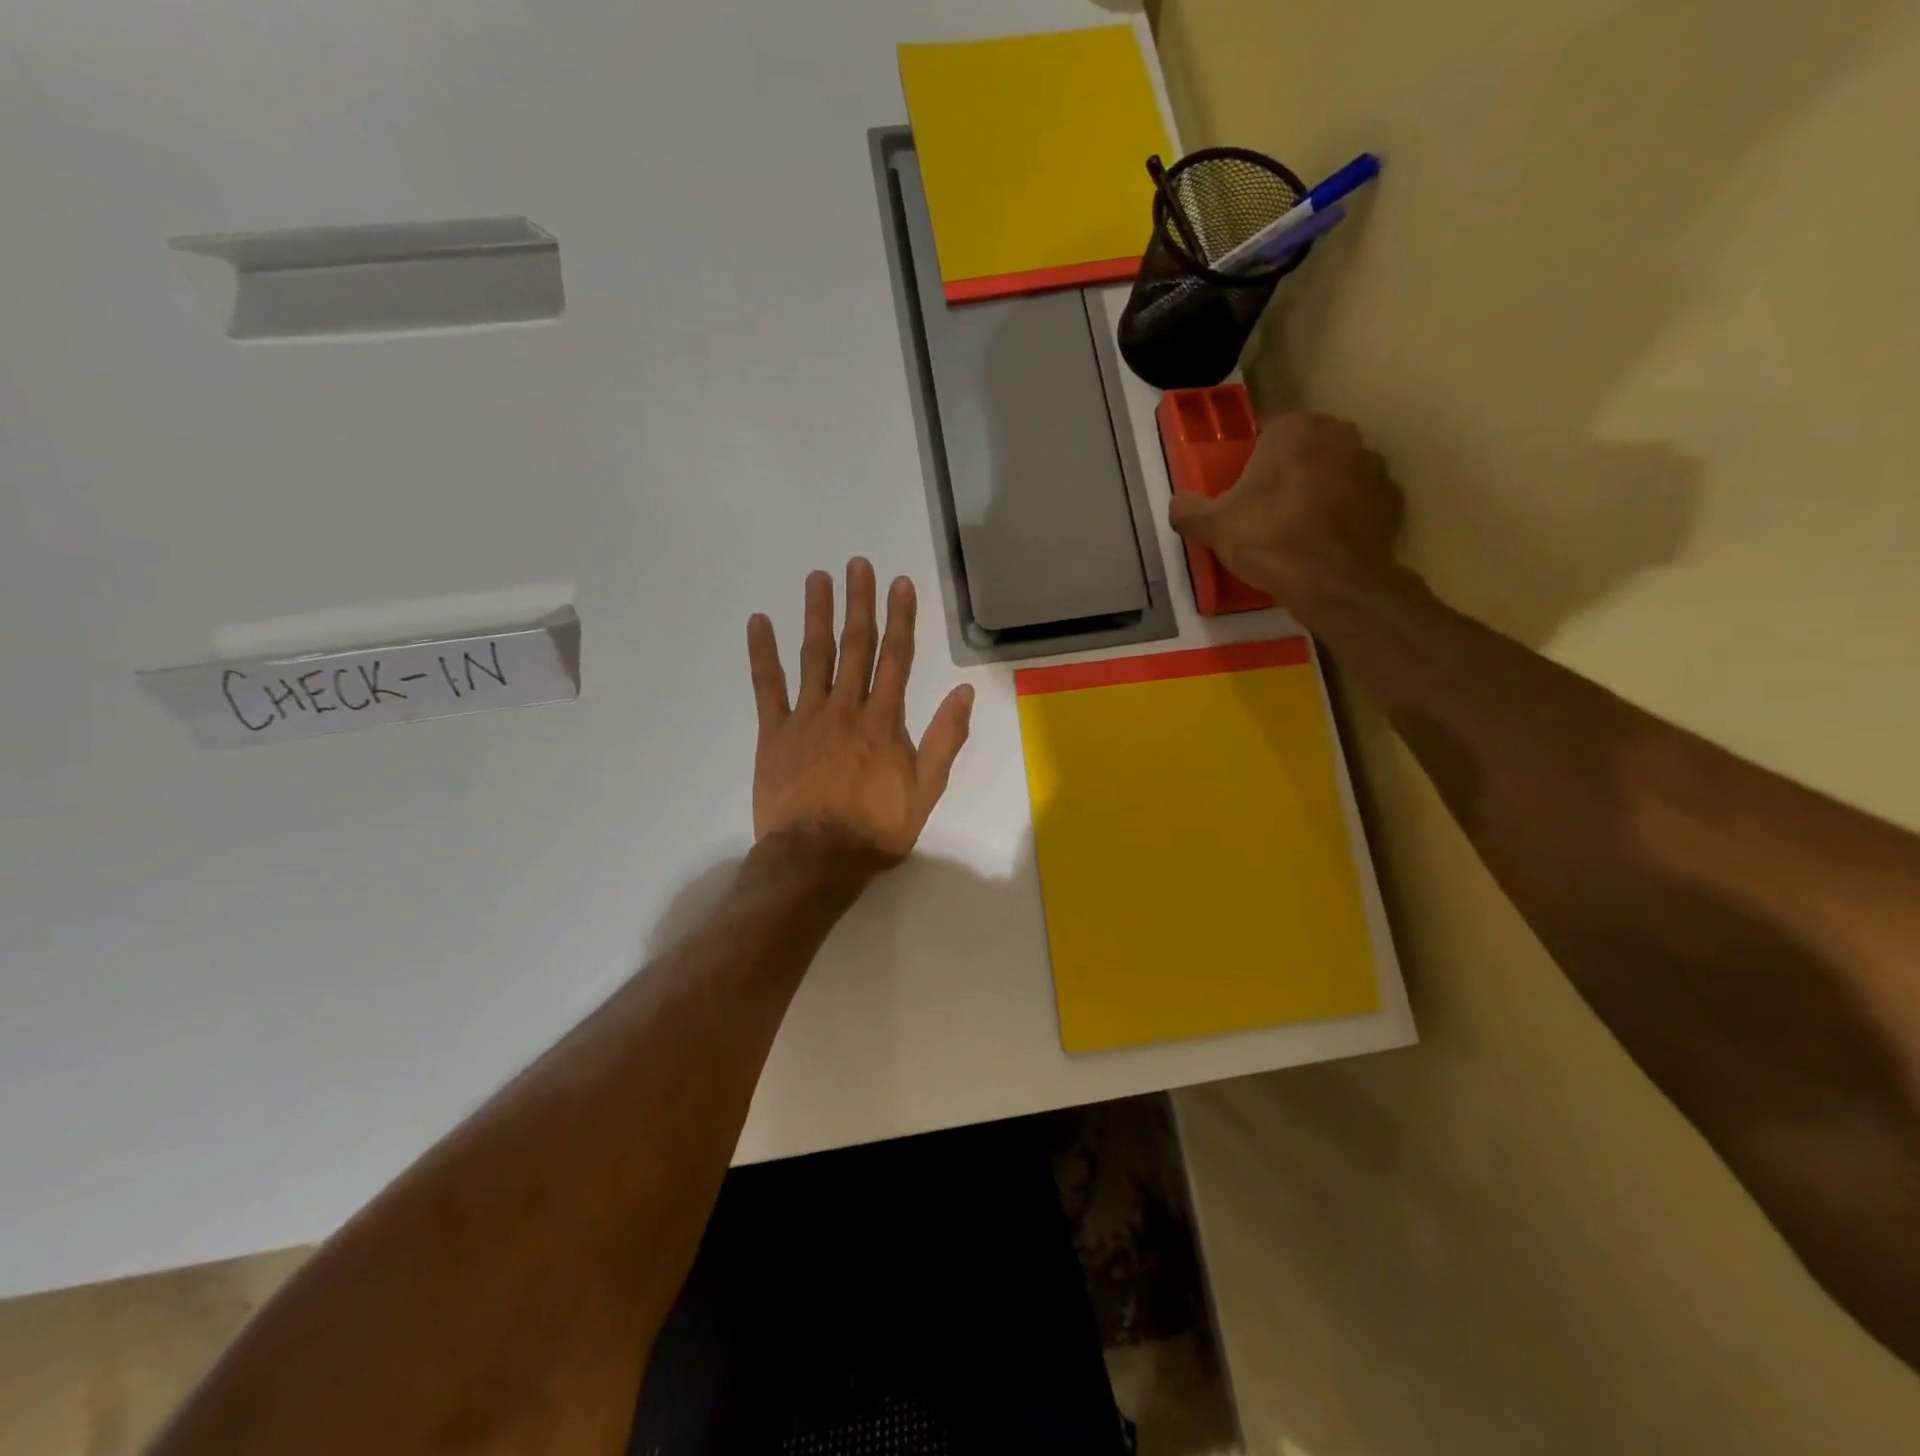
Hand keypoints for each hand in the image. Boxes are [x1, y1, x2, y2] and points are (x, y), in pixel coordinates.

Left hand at [747, 559, 973, 868]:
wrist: (818, 858)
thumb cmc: (877, 828)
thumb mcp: (926, 790)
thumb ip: (945, 739)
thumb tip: (964, 692)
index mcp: (883, 720)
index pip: (897, 658)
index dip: (901, 618)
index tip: (900, 583)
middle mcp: (846, 707)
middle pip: (855, 646)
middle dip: (859, 603)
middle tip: (857, 563)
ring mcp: (807, 717)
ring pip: (814, 656)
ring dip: (817, 615)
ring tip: (818, 578)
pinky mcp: (775, 733)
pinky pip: (767, 687)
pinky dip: (762, 654)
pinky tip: (758, 622)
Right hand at [1168, 409, 1404, 604]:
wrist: (1331, 581)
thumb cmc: (1268, 539)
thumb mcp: (1212, 526)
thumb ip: (1188, 509)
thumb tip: (1178, 504)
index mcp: (1293, 429)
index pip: (1268, 430)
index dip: (1253, 459)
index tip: (1244, 488)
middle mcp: (1338, 434)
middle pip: (1306, 447)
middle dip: (1290, 469)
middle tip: (1268, 508)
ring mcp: (1371, 464)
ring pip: (1336, 470)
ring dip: (1321, 488)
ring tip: (1299, 527)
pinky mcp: (1391, 497)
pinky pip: (1361, 498)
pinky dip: (1347, 513)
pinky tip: (1327, 541)